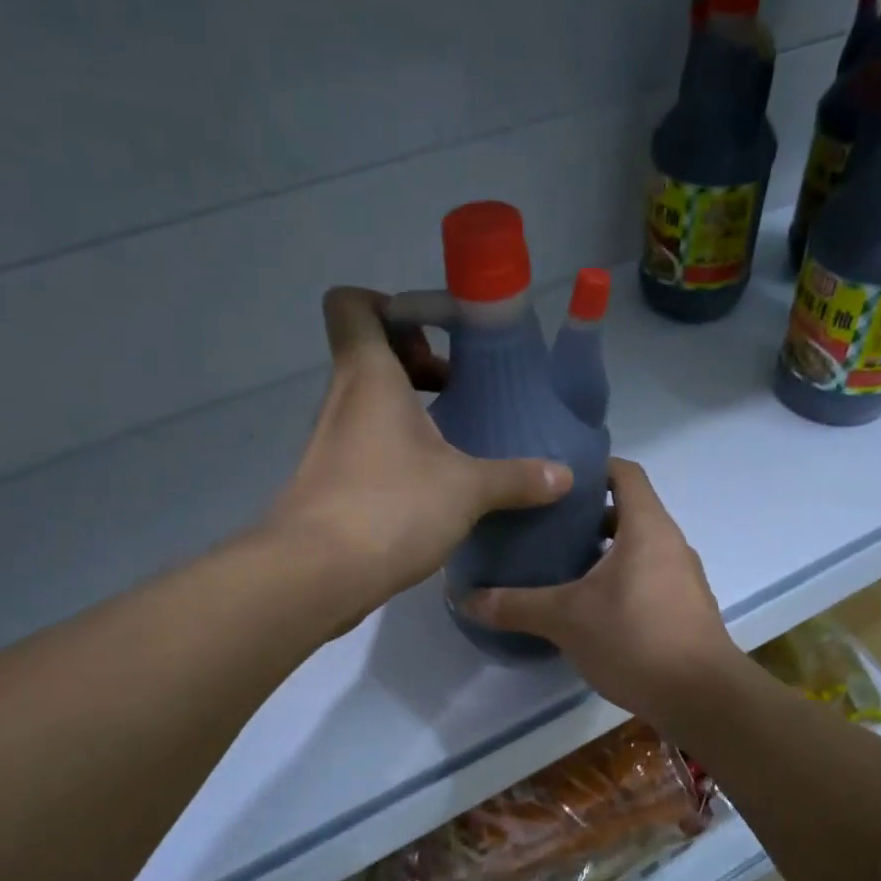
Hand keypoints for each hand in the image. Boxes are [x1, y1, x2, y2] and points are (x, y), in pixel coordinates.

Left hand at [267, 287, 571, 624]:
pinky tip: (433, 489)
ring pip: (369, 407)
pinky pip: (366, 449)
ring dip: (410, 415)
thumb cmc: (390, 507)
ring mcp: (330, 445)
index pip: (353, 305)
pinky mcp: (329, 485)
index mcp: (369, 376)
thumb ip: (516, 478)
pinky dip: (396, 454)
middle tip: (459, 393)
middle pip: (369, 356)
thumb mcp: (467, 489)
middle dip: (417, 365)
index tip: (435, 336)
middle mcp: (342, 401)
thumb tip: (564, 475)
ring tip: (457, 444)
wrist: (316, 576)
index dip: (390, 306)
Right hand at [461, 459, 742, 719]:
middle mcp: (670, 544)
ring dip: (602, 552)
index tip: (554, 479)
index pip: (624, 473)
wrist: (701, 697)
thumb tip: (464, 598)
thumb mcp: (566, 619)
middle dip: (587, 516)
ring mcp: (682, 578)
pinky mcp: (684, 609)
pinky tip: (589, 607)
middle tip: (543, 527)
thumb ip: (515, 606)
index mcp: (647, 527)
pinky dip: (619, 581)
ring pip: (637, 549)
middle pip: (628, 511)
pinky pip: (647, 578)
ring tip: (559, 566)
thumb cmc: (635, 638)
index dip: (591, 468)